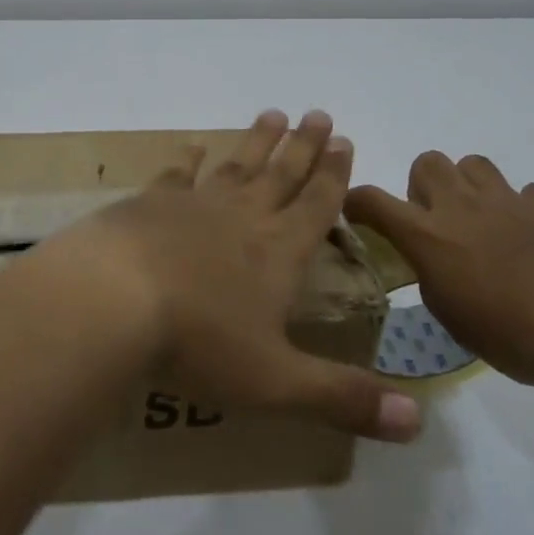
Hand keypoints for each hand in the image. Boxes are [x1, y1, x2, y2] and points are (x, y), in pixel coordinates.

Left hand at [46, 110, 421, 443]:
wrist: (115, 298)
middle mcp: (243, 217)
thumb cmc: (199, 341)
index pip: (317, 206)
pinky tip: (193, 146)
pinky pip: (177, 175)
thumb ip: (344, 397)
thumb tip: (418, 421)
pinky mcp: (151, 202)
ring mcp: (195, 204)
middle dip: (304, 146)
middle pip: (282, 174)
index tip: (345, 140)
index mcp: (278, 253)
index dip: (334, 175)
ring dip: (258, 140)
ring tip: (273, 113)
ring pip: (237, 165)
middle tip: (319, 114)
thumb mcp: (277, 382)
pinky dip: (188, 159)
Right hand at [345, 152, 533, 386]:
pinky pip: (528, 193)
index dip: (358, 202)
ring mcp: (505, 199)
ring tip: (484, 219)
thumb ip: (435, 282)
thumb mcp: (453, 320)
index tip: (356, 212)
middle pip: (427, 162)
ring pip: (474, 164)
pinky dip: (525, 209)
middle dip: (425, 185)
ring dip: (471, 186)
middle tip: (438, 219)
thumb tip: (434, 268)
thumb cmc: (511, 333)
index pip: (373, 202)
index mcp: (426, 234)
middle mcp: (459, 205)